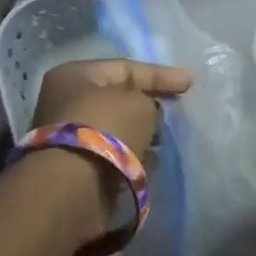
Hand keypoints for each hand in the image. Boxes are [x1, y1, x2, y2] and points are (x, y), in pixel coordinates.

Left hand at [31, 58, 192, 156]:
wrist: (72, 187)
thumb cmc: (106, 130)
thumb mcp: (139, 104)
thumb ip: (150, 103)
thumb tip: (148, 115)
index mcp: (74, 75)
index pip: (125, 68)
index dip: (160, 74)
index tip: (190, 83)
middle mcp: (65, 101)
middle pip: (118, 98)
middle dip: (149, 104)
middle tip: (176, 110)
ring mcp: (69, 135)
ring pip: (116, 128)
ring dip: (141, 132)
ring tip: (166, 140)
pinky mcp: (76, 166)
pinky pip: (112, 153)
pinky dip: (132, 154)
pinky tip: (152, 160)